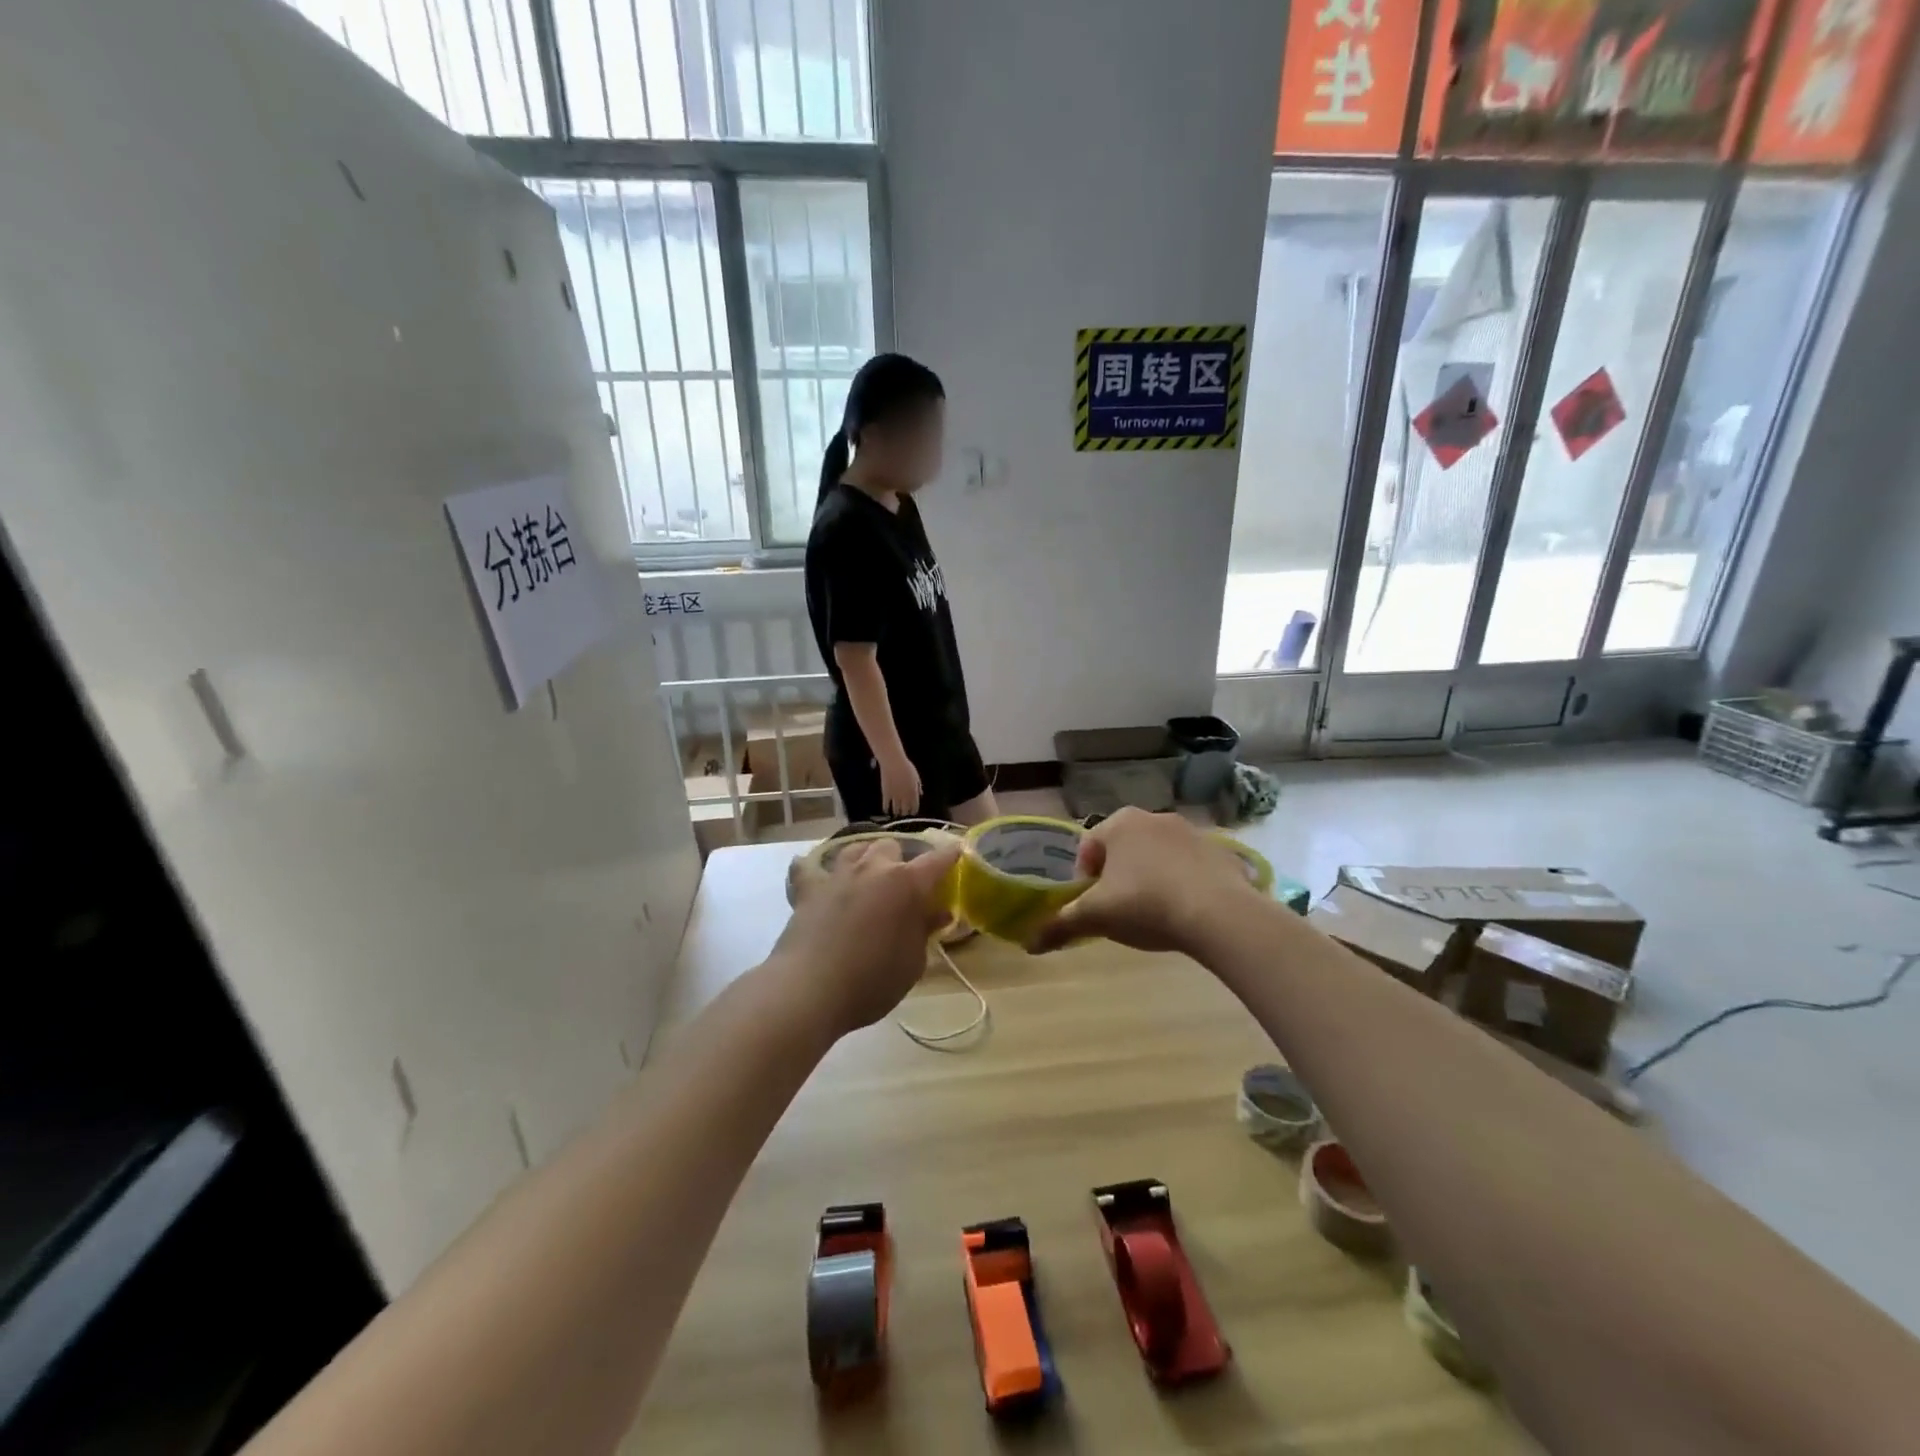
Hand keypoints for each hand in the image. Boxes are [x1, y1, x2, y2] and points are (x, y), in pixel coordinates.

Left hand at [766, 837, 960, 1035]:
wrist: (809, 990)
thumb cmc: (871, 981)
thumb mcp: (912, 963)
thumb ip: (924, 931)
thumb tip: (938, 912)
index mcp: (906, 884)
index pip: (937, 860)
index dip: (950, 855)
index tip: (958, 852)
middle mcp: (873, 869)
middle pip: (892, 846)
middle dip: (901, 859)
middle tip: (906, 883)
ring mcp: (838, 875)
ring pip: (855, 848)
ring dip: (865, 857)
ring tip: (868, 873)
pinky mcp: (808, 889)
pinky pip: (808, 868)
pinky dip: (814, 869)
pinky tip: (816, 875)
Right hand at [878, 752, 922, 816]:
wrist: (893, 763)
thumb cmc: (906, 767)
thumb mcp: (916, 776)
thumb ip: (918, 786)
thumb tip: (921, 794)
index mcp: (913, 792)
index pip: (915, 806)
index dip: (914, 811)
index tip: (913, 813)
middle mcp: (905, 796)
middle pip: (906, 810)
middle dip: (906, 814)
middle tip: (904, 815)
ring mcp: (895, 796)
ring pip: (896, 809)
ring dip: (897, 813)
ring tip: (896, 815)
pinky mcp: (886, 794)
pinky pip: (886, 805)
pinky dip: (886, 809)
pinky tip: (886, 811)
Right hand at [1028, 808, 1254, 954]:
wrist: (1219, 914)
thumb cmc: (1146, 905)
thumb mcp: (1096, 917)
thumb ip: (1061, 925)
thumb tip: (1029, 943)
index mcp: (1119, 823)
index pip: (1088, 846)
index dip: (1084, 877)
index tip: (1093, 904)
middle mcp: (1153, 817)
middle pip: (1123, 847)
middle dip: (1118, 874)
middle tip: (1121, 909)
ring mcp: (1191, 831)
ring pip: (1157, 854)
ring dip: (1151, 876)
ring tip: (1155, 913)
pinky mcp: (1220, 851)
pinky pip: (1191, 866)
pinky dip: (1184, 882)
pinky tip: (1187, 911)